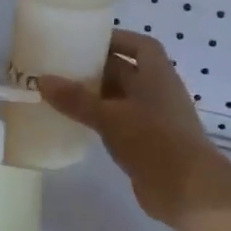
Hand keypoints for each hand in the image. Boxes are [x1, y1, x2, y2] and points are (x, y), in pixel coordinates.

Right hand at [38, 30, 230, 227]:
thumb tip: (42, 80)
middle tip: (63, 67)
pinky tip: (78, 125)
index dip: (117, 40)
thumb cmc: (154, 141)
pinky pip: (121, 124)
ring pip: (122, 100)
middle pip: (127, 72)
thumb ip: (76, 100)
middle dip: (98, 68)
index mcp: (157, 75)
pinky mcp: (148, 145)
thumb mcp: (110, 117)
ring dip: (97, 97)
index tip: (87, 40)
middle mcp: (158, 93)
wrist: (188, 190)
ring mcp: (155, 120)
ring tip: (62, 94)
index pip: (140, 46)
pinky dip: (102, 121)